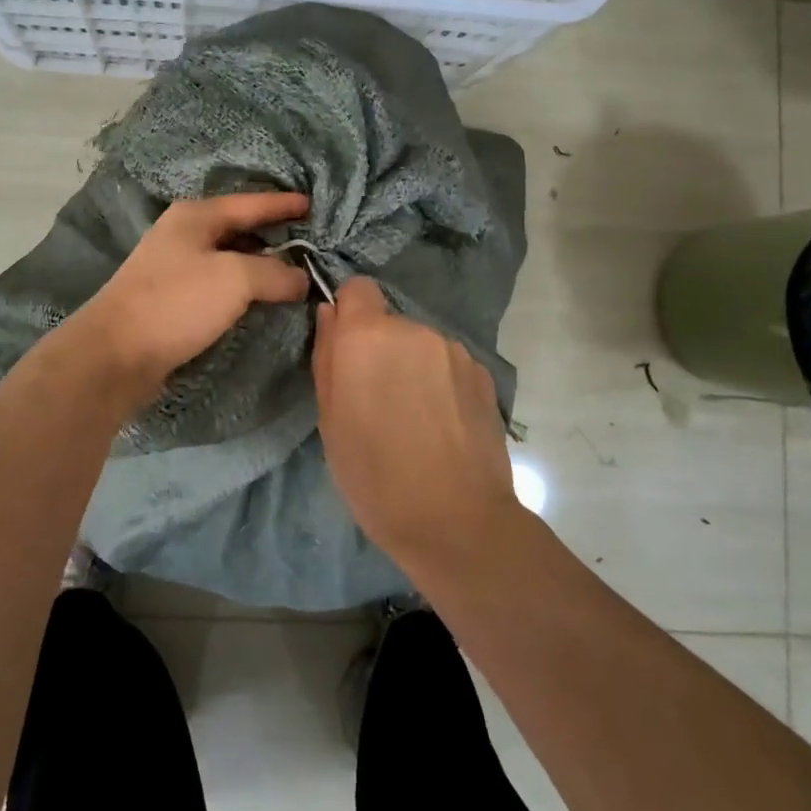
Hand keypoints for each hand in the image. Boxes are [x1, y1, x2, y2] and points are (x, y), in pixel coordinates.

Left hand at [63, 192, 310, 407]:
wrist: (116, 354)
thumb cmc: (177, 303)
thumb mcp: (235, 279)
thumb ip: (275, 272)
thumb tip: (301, 278)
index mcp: (195, 216)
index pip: (251, 203)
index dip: (283, 204)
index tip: (312, 204)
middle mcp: (184, 234)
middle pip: (239, 229)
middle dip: (274, 235)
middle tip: (311, 243)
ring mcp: (175, 267)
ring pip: (229, 258)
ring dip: (260, 265)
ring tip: (294, 273)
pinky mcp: (172, 299)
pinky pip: (219, 284)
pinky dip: (243, 288)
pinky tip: (261, 299)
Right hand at [312, 277, 520, 568]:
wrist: (456, 522)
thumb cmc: (375, 476)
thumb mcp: (329, 420)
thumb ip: (327, 357)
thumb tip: (331, 314)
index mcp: (367, 337)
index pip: (357, 288)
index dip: (349, 313)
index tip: (346, 350)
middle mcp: (413, 329)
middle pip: (389, 323)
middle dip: (380, 350)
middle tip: (377, 400)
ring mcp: (454, 350)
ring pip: (420, 345)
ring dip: (412, 366)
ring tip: (414, 419)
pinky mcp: (483, 373)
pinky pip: (448, 365)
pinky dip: (441, 383)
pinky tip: (443, 425)